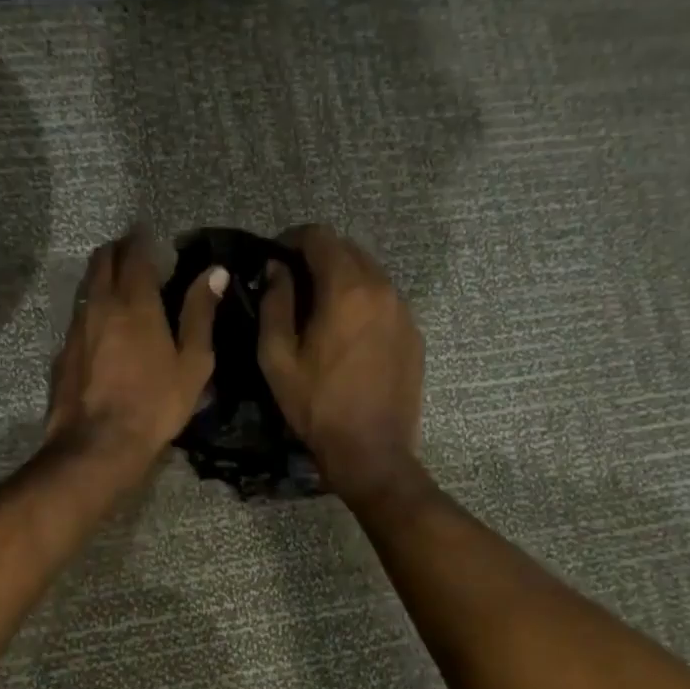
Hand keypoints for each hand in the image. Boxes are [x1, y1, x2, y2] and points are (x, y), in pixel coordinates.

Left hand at [46, 226, 226, 483]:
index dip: (142, 239)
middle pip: (102, 260)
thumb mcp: (193, 362)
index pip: (134, 252)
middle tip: (135, 255)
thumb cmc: (155, 404)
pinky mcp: (62, 352)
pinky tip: (103, 329)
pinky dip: (92, 309)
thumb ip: (200, 314)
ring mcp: (75, 328)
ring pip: (86, 287)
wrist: (98, 444)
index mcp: (134, 302)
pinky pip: (78, 317)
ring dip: (102, 277)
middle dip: (118, 250)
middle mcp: (99, 304)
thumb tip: (214, 272)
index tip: (151, 236)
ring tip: (120, 288)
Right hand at [258, 224, 423, 498]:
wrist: (371, 451)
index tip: (275, 258)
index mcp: (346, 289)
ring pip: (370, 275)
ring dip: (343, 280)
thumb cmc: (317, 406)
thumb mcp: (277, 358)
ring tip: (320, 310)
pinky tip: (348, 334)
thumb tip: (276, 269)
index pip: (320, 237)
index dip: (292, 240)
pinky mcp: (414, 335)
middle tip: (294, 284)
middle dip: (318, 258)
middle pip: (348, 250)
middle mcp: (382, 288)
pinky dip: (363, 303)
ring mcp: (404, 311)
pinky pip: (385, 302)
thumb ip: (275, 304)